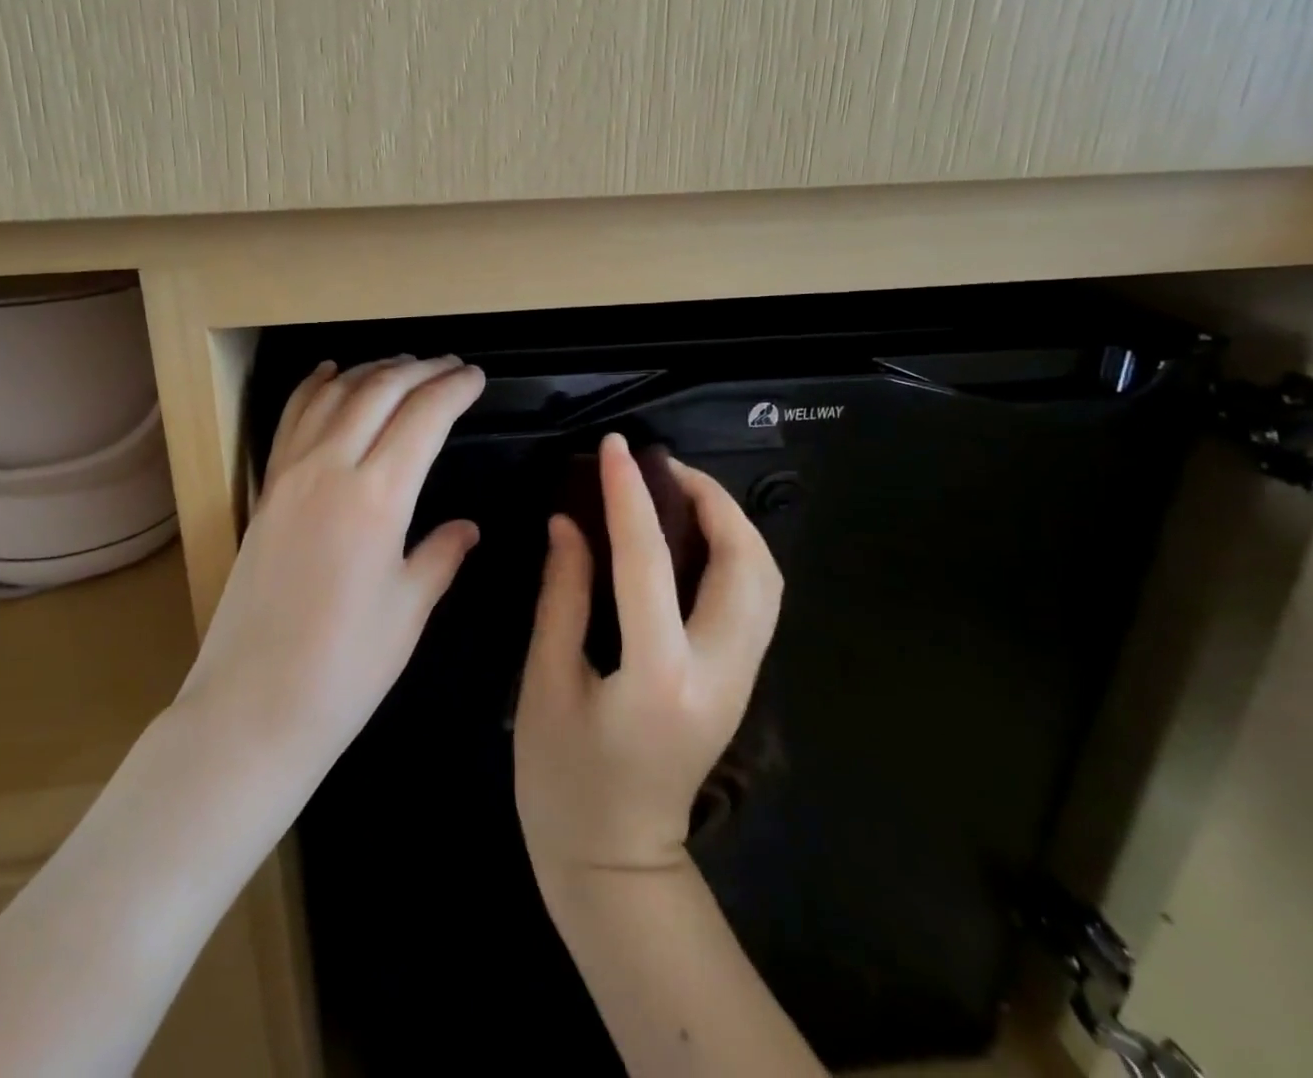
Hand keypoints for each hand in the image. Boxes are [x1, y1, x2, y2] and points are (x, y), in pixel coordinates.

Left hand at [177, 355, 485, 781]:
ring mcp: (290, 475)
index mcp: (377, 497)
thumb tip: (466, 527)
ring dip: (371, 371)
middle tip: (450, 365)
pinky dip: (315, 387)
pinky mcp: (266, 489)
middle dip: (420, 370)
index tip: (477, 378)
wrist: (253, 705)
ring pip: (334, 395)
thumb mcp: (409, 610)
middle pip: (379, 392)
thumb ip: (440, 555)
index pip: (423, 417)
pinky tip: (330, 373)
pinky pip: (291, 419)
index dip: (454, 390)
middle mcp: (330, 468)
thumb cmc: (345, 667)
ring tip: (403, 365)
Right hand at [514, 433, 782, 878]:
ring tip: (679, 494)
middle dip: (713, 500)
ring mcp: (741, 681)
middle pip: (748, 565)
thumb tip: (569, 523)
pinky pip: (754, 602)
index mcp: (659, 674)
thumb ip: (563, 594)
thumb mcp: (546, 681)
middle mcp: (719, 672)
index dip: (629, 494)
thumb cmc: (563, 779)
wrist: (616, 864)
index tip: (615, 448)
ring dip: (732, 525)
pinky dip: (734, 555)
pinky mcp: (740, 684)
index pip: (649, 560)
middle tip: (663, 468)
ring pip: (766, 582)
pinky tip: (691, 542)